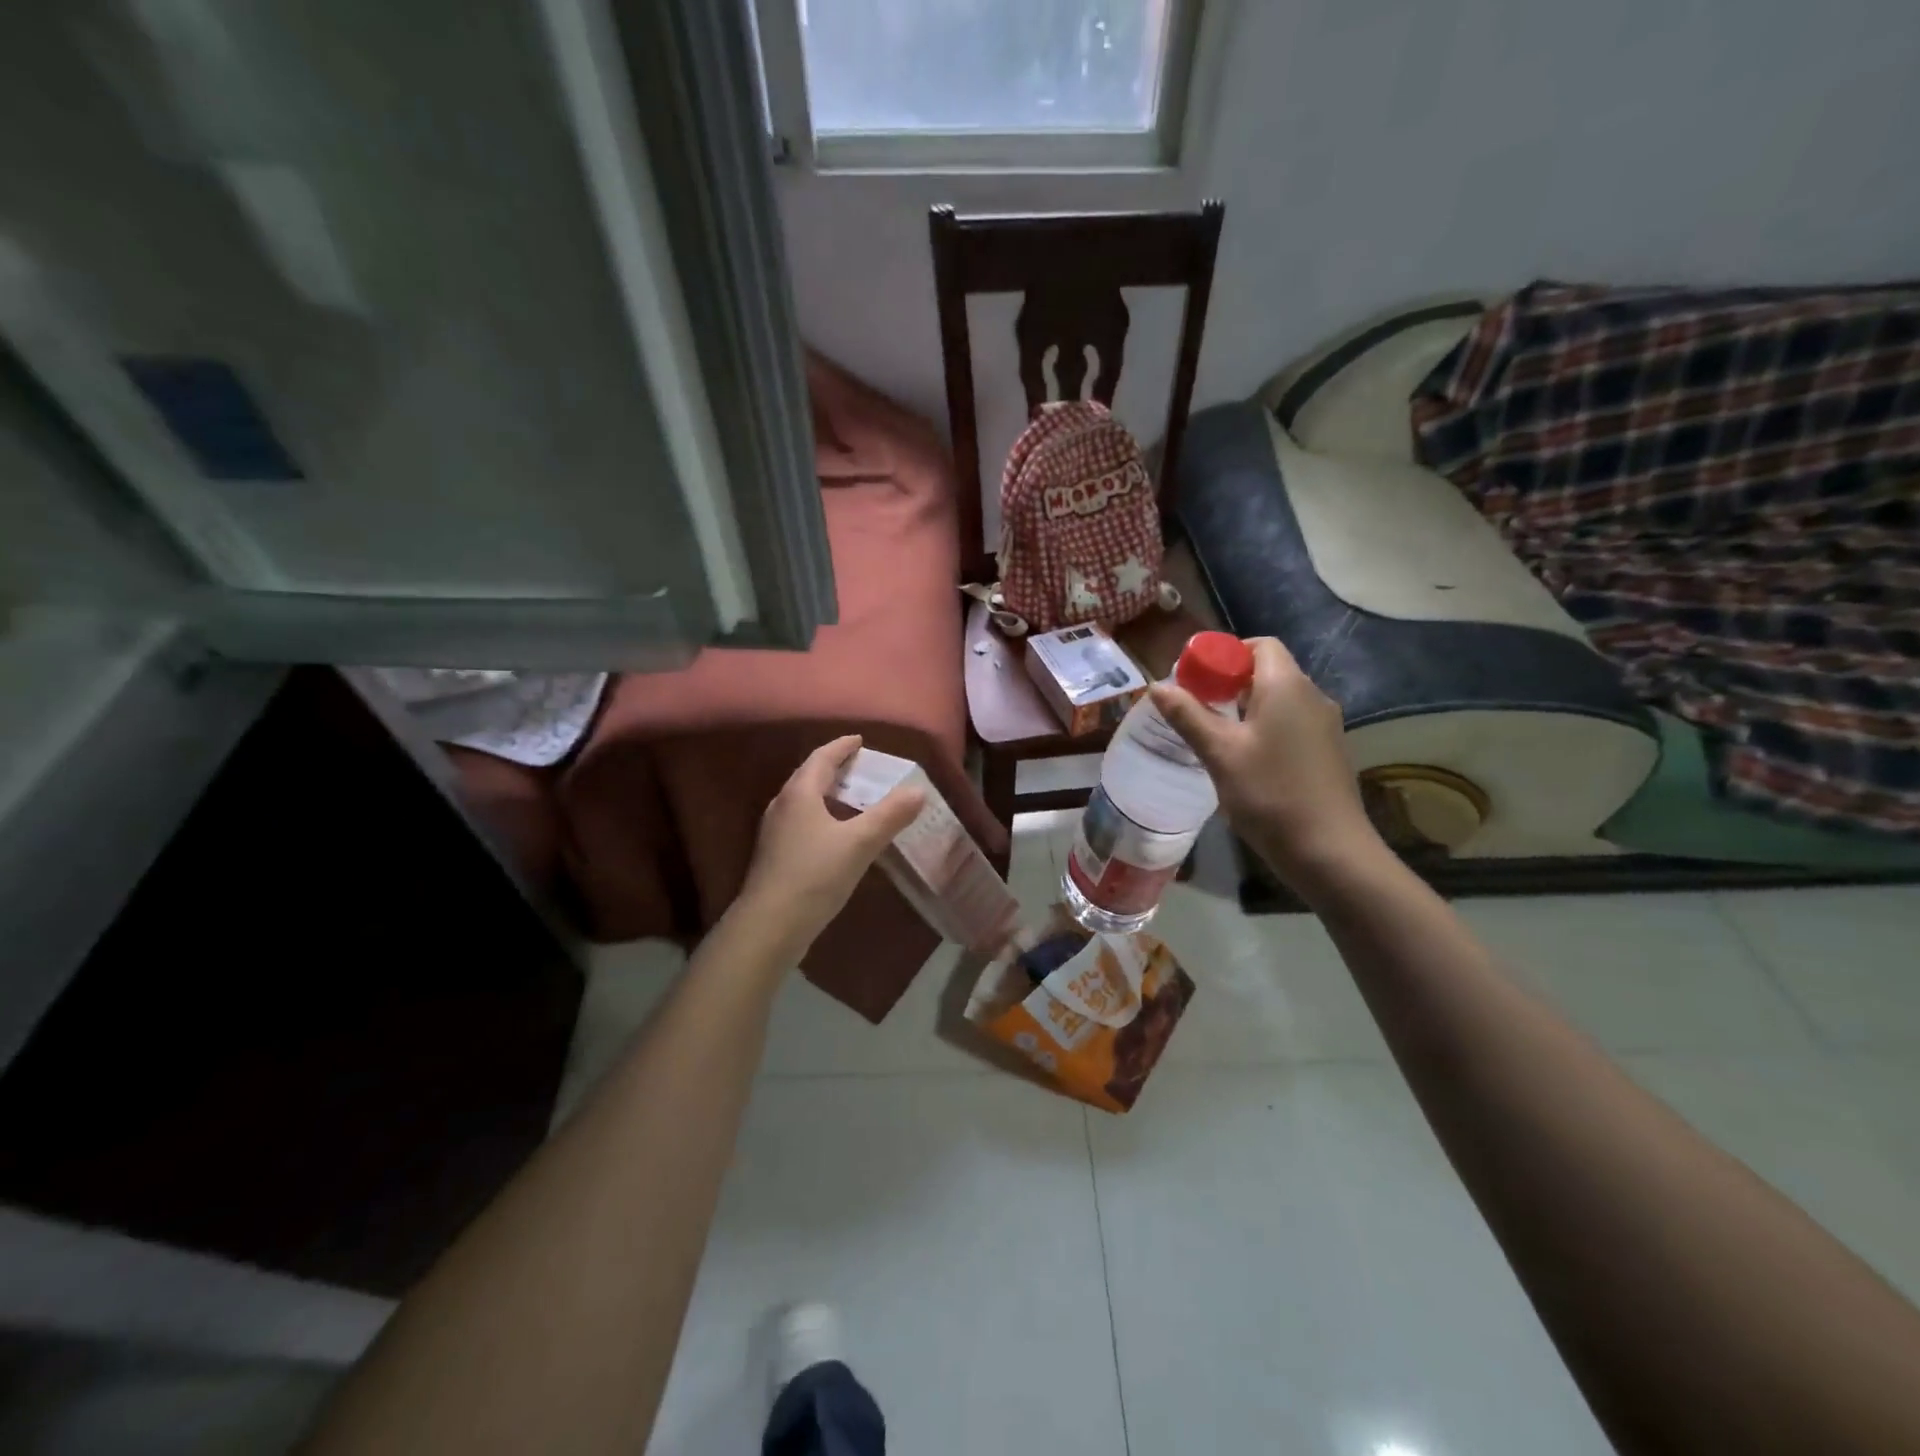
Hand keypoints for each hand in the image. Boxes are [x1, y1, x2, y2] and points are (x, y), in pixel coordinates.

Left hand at [735, 735, 924, 955]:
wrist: (770, 926)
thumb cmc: (815, 875)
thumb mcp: (860, 843)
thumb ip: (890, 815)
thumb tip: (919, 790)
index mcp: (800, 793)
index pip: (822, 757)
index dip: (842, 746)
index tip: (860, 740)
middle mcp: (783, 805)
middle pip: (809, 776)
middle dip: (835, 768)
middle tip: (862, 767)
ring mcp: (775, 832)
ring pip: (804, 801)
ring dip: (828, 793)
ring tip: (853, 798)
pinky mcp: (775, 855)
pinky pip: (802, 822)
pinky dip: (822, 816)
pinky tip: (837, 834)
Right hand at [1150, 637, 1383, 895]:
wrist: (1329, 851)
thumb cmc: (1269, 794)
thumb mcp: (1219, 753)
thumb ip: (1187, 715)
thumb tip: (1156, 685)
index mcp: (1287, 686)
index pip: (1260, 645)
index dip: (1226, 654)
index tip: (1196, 679)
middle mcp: (1312, 696)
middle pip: (1269, 671)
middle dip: (1230, 682)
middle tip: (1196, 708)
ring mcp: (1325, 725)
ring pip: (1279, 700)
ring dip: (1246, 708)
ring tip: (1214, 735)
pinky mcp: (1327, 751)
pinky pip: (1291, 723)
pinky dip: (1265, 728)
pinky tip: (1245, 760)